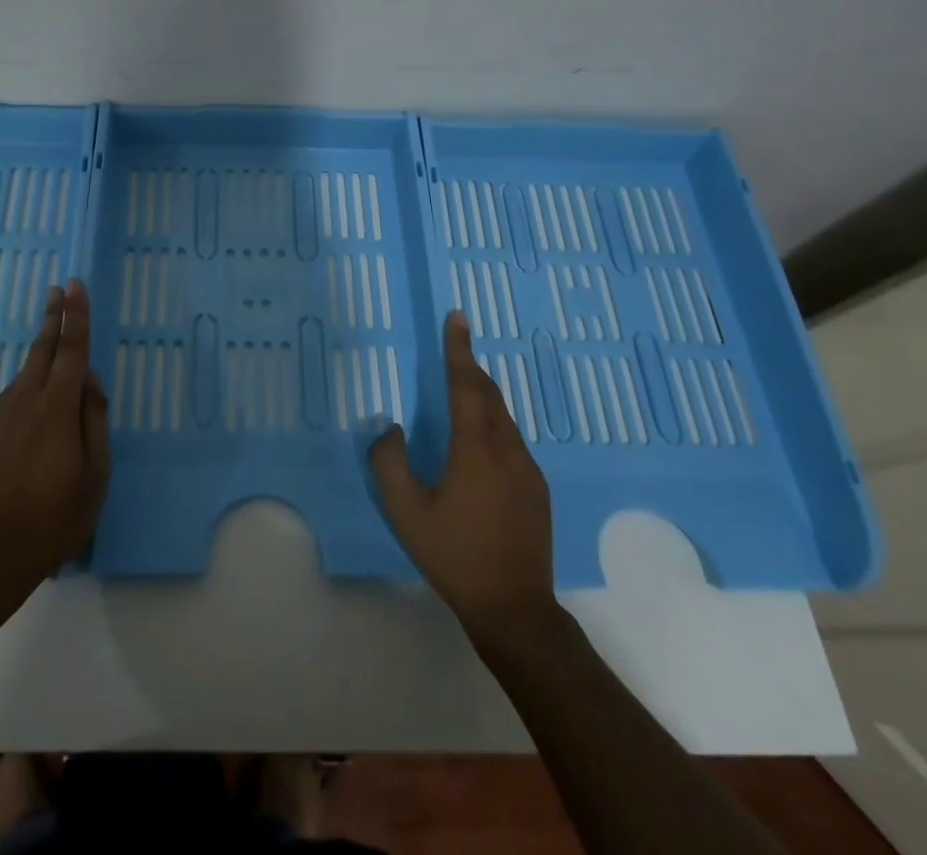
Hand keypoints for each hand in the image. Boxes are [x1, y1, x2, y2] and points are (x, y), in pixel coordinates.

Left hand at [0, 280, 109, 595]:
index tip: (74, 285)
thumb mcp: (94, 475)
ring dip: (41, 353)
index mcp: (58, 409)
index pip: (72, 350)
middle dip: (53, 317)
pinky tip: (32, 407)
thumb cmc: (55, 519)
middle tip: (58, 289)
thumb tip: (90, 381)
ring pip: (25, 375)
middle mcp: (26, 402)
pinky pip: (10, 401)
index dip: (75, 316)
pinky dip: (26, 390)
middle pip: (43, 350)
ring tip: (52, 341)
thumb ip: (94, 421)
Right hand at [369, 312, 559, 642]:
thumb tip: (389, 427)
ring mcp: (528, 470)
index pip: (467, 384)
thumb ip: (389, 463)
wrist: (515, 610)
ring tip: (461, 392)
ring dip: (482, 397)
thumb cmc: (455, 556)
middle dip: (470, 368)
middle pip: (490, 395)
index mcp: (476, 449)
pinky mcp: (537, 490)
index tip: (458, 316)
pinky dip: (493, 424)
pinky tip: (479, 445)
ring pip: (504, 418)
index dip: (459, 348)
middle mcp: (508, 450)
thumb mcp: (407, 512)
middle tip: (454, 349)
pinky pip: (512, 440)